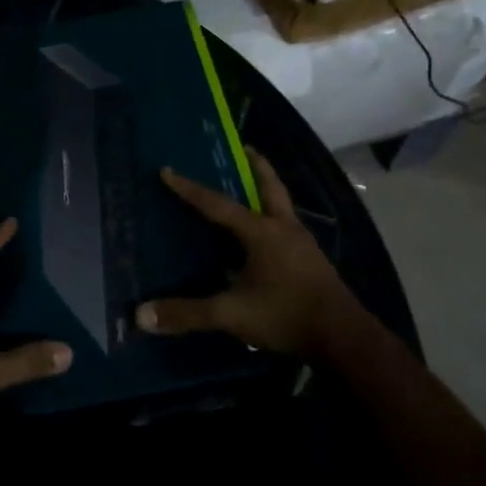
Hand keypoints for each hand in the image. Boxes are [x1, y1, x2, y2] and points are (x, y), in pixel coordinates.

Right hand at [136, 150, 362, 360]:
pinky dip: (273, 219)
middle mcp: (284, 229)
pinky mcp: (311, 261)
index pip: (218, 205)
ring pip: (282, 206)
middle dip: (256, 166)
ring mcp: (302, 244)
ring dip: (267, 191)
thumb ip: (189, 313)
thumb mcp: (233, 314)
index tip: (167, 170)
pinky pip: (287, 228)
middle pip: (270, 187)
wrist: (343, 337)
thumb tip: (142, 315)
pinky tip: (265, 236)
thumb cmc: (286, 315)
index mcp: (261, 232)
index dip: (190, 189)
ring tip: (251, 188)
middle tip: (244, 148)